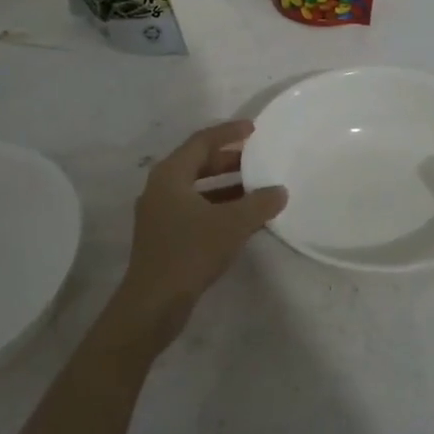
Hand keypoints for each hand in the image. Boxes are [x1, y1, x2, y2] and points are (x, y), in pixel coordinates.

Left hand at [112, 120, 286, 350]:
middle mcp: (160, 188)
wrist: (153, 304)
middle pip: (197, 163)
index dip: (228, 132)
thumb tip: (280, 191)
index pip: (202, 141)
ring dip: (226, 186)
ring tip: (257, 187)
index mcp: (170, 175)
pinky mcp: (164, 236)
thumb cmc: (190, 253)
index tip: (254, 129)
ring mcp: (159, 213)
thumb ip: (259, 204)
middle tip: (258, 158)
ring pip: (197, 188)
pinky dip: (218, 206)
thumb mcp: (232, 224)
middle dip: (229, 159)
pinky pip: (194, 209)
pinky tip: (242, 218)